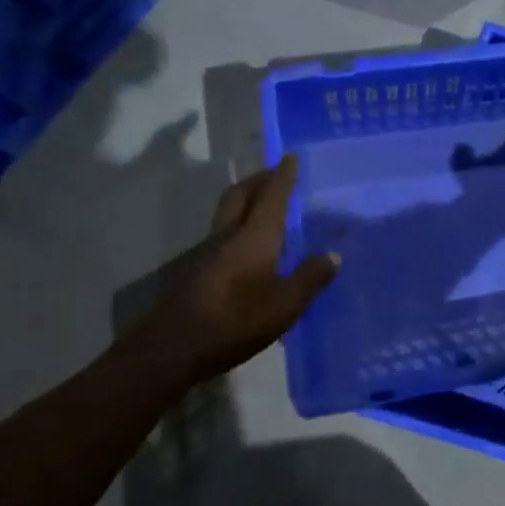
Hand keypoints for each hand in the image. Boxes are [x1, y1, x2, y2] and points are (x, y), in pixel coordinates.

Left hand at [135, 155, 339, 383]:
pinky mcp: (197, 271)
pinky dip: (239, 226)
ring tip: (267, 206)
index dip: (283, 176)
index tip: (291, 157)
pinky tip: (252, 247)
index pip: (272, 196)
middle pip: (240, 195)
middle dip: (259, 179)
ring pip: (228, 213)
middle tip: (276, 173)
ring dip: (246, 201)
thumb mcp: (284, 306)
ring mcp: (208, 253)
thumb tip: (332, 255)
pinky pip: (223, 235)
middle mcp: (228, 236)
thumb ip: (310, 279)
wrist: (172, 349)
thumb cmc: (234, 323)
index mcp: (254, 237)